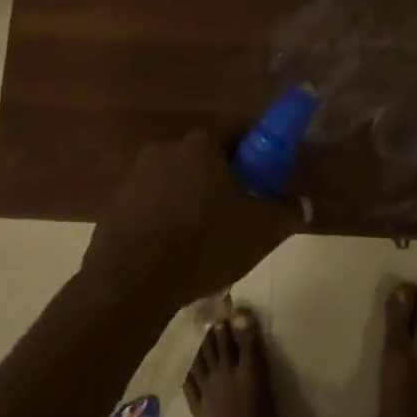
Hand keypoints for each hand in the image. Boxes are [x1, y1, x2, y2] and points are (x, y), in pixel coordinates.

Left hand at [82, 129, 304, 310]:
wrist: (130, 284)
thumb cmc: (203, 243)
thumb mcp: (261, 231)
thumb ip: (287, 212)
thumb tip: (301, 204)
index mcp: (201, 144)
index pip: (237, 131)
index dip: (256, 151)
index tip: (266, 176)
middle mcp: (166, 149)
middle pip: (205, 157)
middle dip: (223, 180)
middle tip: (239, 211)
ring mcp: (135, 178)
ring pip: (176, 182)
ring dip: (191, 201)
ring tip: (205, 240)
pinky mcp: (115, 207)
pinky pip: (151, 207)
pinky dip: (165, 221)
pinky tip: (174, 253)